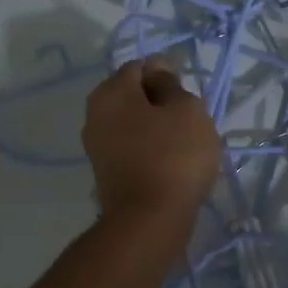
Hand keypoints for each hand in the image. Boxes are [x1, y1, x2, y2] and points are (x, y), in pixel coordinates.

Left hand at [83, 60, 221, 222]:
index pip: (141, 67)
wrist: (150, 220)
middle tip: (192, 121)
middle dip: (162, 104)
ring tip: (187, 145)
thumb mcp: (186, 109)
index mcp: (111, 92)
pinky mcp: (107, 174)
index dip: (168, 75)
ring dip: (159, 129)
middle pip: (135, 97)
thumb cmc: (173, 155)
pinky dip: (152, 151)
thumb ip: (171, 84)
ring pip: (135, 124)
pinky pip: (133, 149)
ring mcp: (98, 147)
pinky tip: (173, 164)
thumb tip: (157, 70)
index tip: (190, 96)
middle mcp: (95, 115)